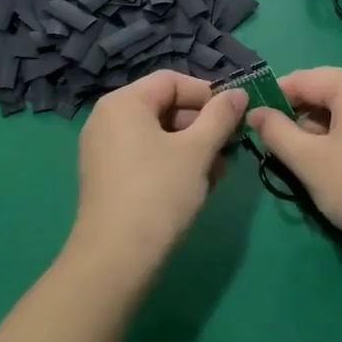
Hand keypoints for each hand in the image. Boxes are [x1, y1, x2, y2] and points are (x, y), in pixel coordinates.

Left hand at [67, 71, 247, 281]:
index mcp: (124, 102)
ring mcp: (103, 150)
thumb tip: (238, 93)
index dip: (207, 94)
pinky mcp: (106, 178)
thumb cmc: (159, 193)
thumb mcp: (198, 151)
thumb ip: (221, 116)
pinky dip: (172, 163)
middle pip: (164, 106)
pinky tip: (197, 186)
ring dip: (192, 148)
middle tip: (229, 148)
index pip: (172, 81)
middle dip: (201, 125)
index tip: (233, 116)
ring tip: (218, 173)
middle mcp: (107, 119)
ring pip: (157, 135)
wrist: (115, 260)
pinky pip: (144, 156)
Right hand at [245, 68, 341, 263]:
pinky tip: (337, 163)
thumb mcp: (307, 160)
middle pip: (326, 90)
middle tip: (280, 147)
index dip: (274, 99)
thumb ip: (276, 131)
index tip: (254, 123)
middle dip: (300, 115)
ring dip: (321, 127)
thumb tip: (256, 112)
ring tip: (307, 160)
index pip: (302, 79)